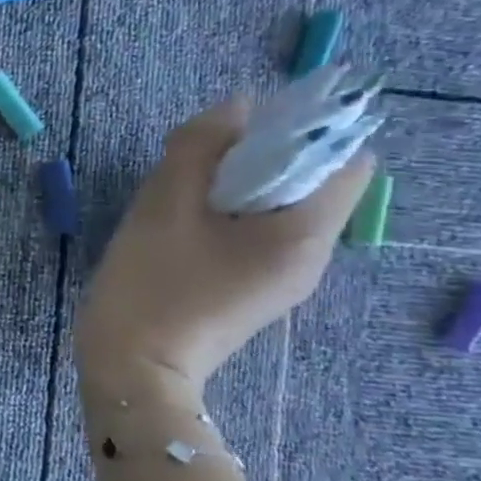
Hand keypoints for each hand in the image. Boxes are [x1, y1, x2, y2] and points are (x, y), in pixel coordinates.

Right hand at [77, 98, 372, 392]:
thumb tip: (236, 109)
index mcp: (304, 234)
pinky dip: (229, 215)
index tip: (242, 134)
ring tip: (179, 194)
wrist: (133, 371)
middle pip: (311, 181)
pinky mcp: (254, 291)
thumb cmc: (152, 286)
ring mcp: (284, 279)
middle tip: (195, 163)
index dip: (303, 132)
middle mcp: (311, 256)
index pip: (346, 159)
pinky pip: (258, 234)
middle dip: (260, 157)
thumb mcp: (165, 205)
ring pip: (280, 207)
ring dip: (237, 185)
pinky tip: (180, 225)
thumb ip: (200, 146)